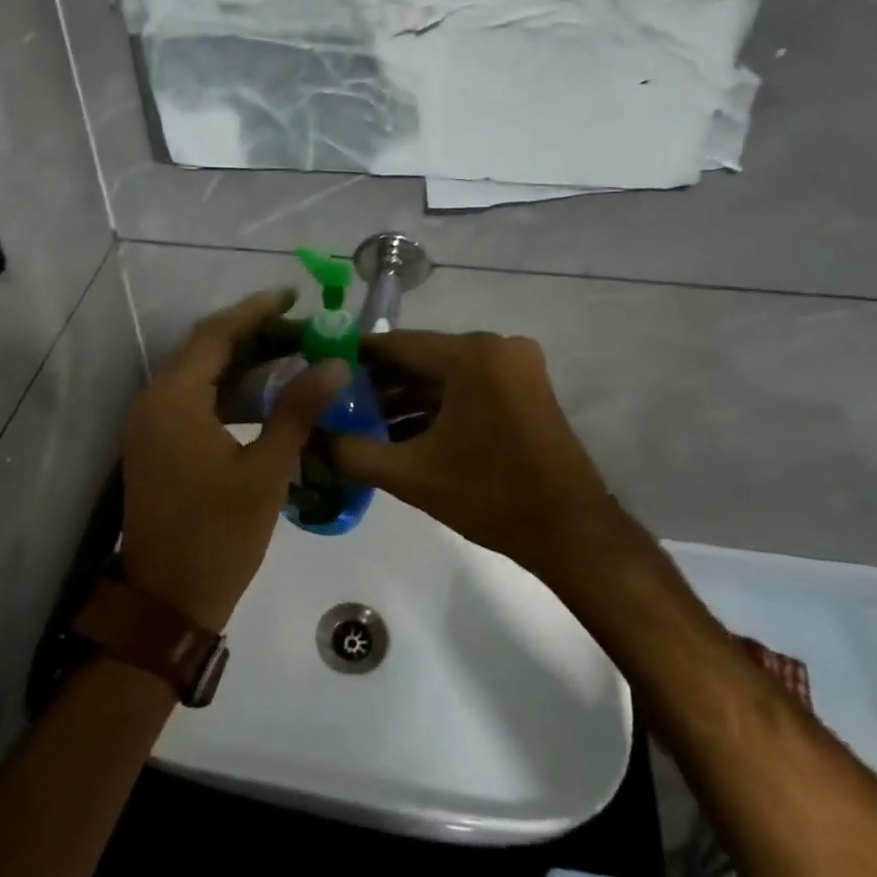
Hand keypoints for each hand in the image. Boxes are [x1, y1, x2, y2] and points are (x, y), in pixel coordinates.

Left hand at [119, 289, 348, 629]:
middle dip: (254, 336)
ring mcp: (151, 425)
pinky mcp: (157, 445)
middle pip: (206, 350)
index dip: (256, 311)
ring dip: (242, 364)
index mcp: (175, 399)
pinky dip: (228, 391)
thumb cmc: (219, 534)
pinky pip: (193, 401)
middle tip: (303, 329)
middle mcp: (155, 401)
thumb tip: (334, 364)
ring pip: (200, 376)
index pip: (216, 334)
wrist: (167, 600)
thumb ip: (298, 410)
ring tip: (292, 356)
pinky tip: (265, 397)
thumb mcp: (267, 469)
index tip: (293, 296)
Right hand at [330, 330, 613, 573]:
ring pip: (444, 374)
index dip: (354, 357)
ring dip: (406, 397)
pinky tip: (402, 430)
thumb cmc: (491, 497)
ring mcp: (515, 366)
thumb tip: (306, 440)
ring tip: (362, 422)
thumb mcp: (410, 475)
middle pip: (421, 357)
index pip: (396, 344)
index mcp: (471, 355)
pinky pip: (468, 385)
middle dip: (378, 382)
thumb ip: (351, 453)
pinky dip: (437, 405)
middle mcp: (496, 347)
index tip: (319, 370)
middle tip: (336, 403)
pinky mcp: (525, 387)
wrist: (570, 532)